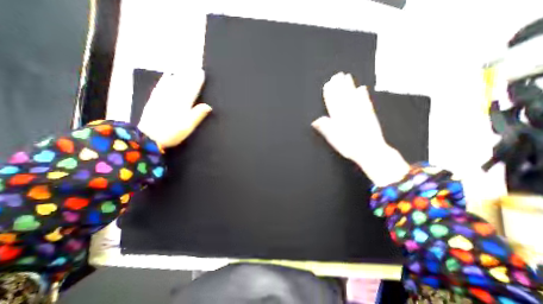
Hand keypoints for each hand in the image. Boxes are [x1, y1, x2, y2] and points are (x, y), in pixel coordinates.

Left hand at [137, 69, 210, 149]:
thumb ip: (198, 115)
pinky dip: (165, 80)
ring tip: (185, 69)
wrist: (146, 137)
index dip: (197, 82)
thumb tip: (208, 106)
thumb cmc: (171, 133)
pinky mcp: (154, 100)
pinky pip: (161, 86)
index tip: (201, 73)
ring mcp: (162, 98)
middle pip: (183, 85)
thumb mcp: (188, 126)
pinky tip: (167, 76)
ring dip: (180, 76)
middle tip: (196, 68)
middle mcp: (172, 98)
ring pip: (172, 83)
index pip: (192, 90)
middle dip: (190, 76)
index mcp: (182, 104)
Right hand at [312, 71, 408, 184]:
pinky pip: (365, 101)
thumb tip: (316, 120)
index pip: (332, 103)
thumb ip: (325, 128)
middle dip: (339, 86)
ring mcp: (360, 112)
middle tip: (337, 75)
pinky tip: (362, 88)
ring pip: (353, 96)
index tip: (327, 84)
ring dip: (349, 86)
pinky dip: (363, 94)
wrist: (370, 150)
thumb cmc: (349, 146)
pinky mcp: (369, 114)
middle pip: (343, 97)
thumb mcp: (333, 139)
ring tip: (347, 77)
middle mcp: (349, 112)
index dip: (329, 93)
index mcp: (339, 118)